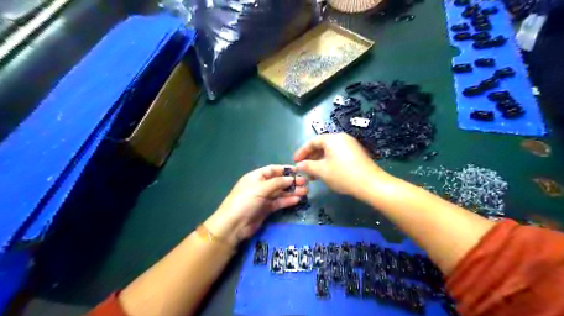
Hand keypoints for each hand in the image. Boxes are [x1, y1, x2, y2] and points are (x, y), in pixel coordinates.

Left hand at [205, 166, 305, 246]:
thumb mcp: (260, 188)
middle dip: (291, 181)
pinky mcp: (267, 209)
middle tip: (305, 183)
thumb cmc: (245, 201)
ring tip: (305, 192)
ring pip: (280, 193)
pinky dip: (288, 201)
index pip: (272, 170)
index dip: (285, 169)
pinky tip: (297, 200)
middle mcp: (261, 186)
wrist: (234, 225)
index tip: (298, 170)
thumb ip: (277, 183)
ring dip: (292, 191)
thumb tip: (291, 178)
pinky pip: (279, 202)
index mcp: (256, 177)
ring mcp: (264, 198)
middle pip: (278, 181)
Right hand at [293, 134, 390, 196]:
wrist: (371, 184)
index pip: (312, 142)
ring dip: (319, 161)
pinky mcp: (356, 154)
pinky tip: (326, 173)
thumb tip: (298, 165)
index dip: (302, 152)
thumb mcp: (322, 171)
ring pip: (330, 151)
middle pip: (321, 145)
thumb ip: (308, 166)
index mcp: (332, 139)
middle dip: (311, 157)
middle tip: (304, 169)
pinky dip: (329, 162)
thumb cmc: (343, 175)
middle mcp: (342, 138)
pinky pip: (338, 155)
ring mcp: (351, 145)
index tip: (295, 162)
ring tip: (313, 175)